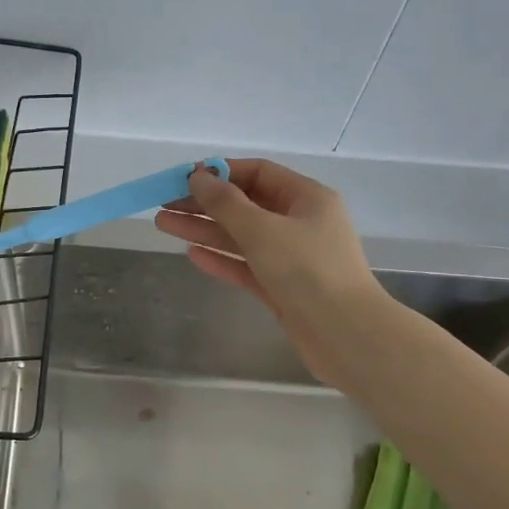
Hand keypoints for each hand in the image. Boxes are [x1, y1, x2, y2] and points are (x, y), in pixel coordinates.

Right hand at [154, 159, 389, 385]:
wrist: (345, 335)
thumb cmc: (307, 271)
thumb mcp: (262, 230)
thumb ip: (226, 203)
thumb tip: (198, 176)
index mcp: (307, 198)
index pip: (258, 173)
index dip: (221, 173)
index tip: (183, 178)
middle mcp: (301, 223)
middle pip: (246, 205)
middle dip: (204, 204)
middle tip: (163, 204)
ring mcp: (292, 258)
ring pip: (242, 237)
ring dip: (205, 229)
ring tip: (163, 224)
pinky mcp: (283, 289)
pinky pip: (247, 266)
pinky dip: (221, 259)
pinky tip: (191, 254)